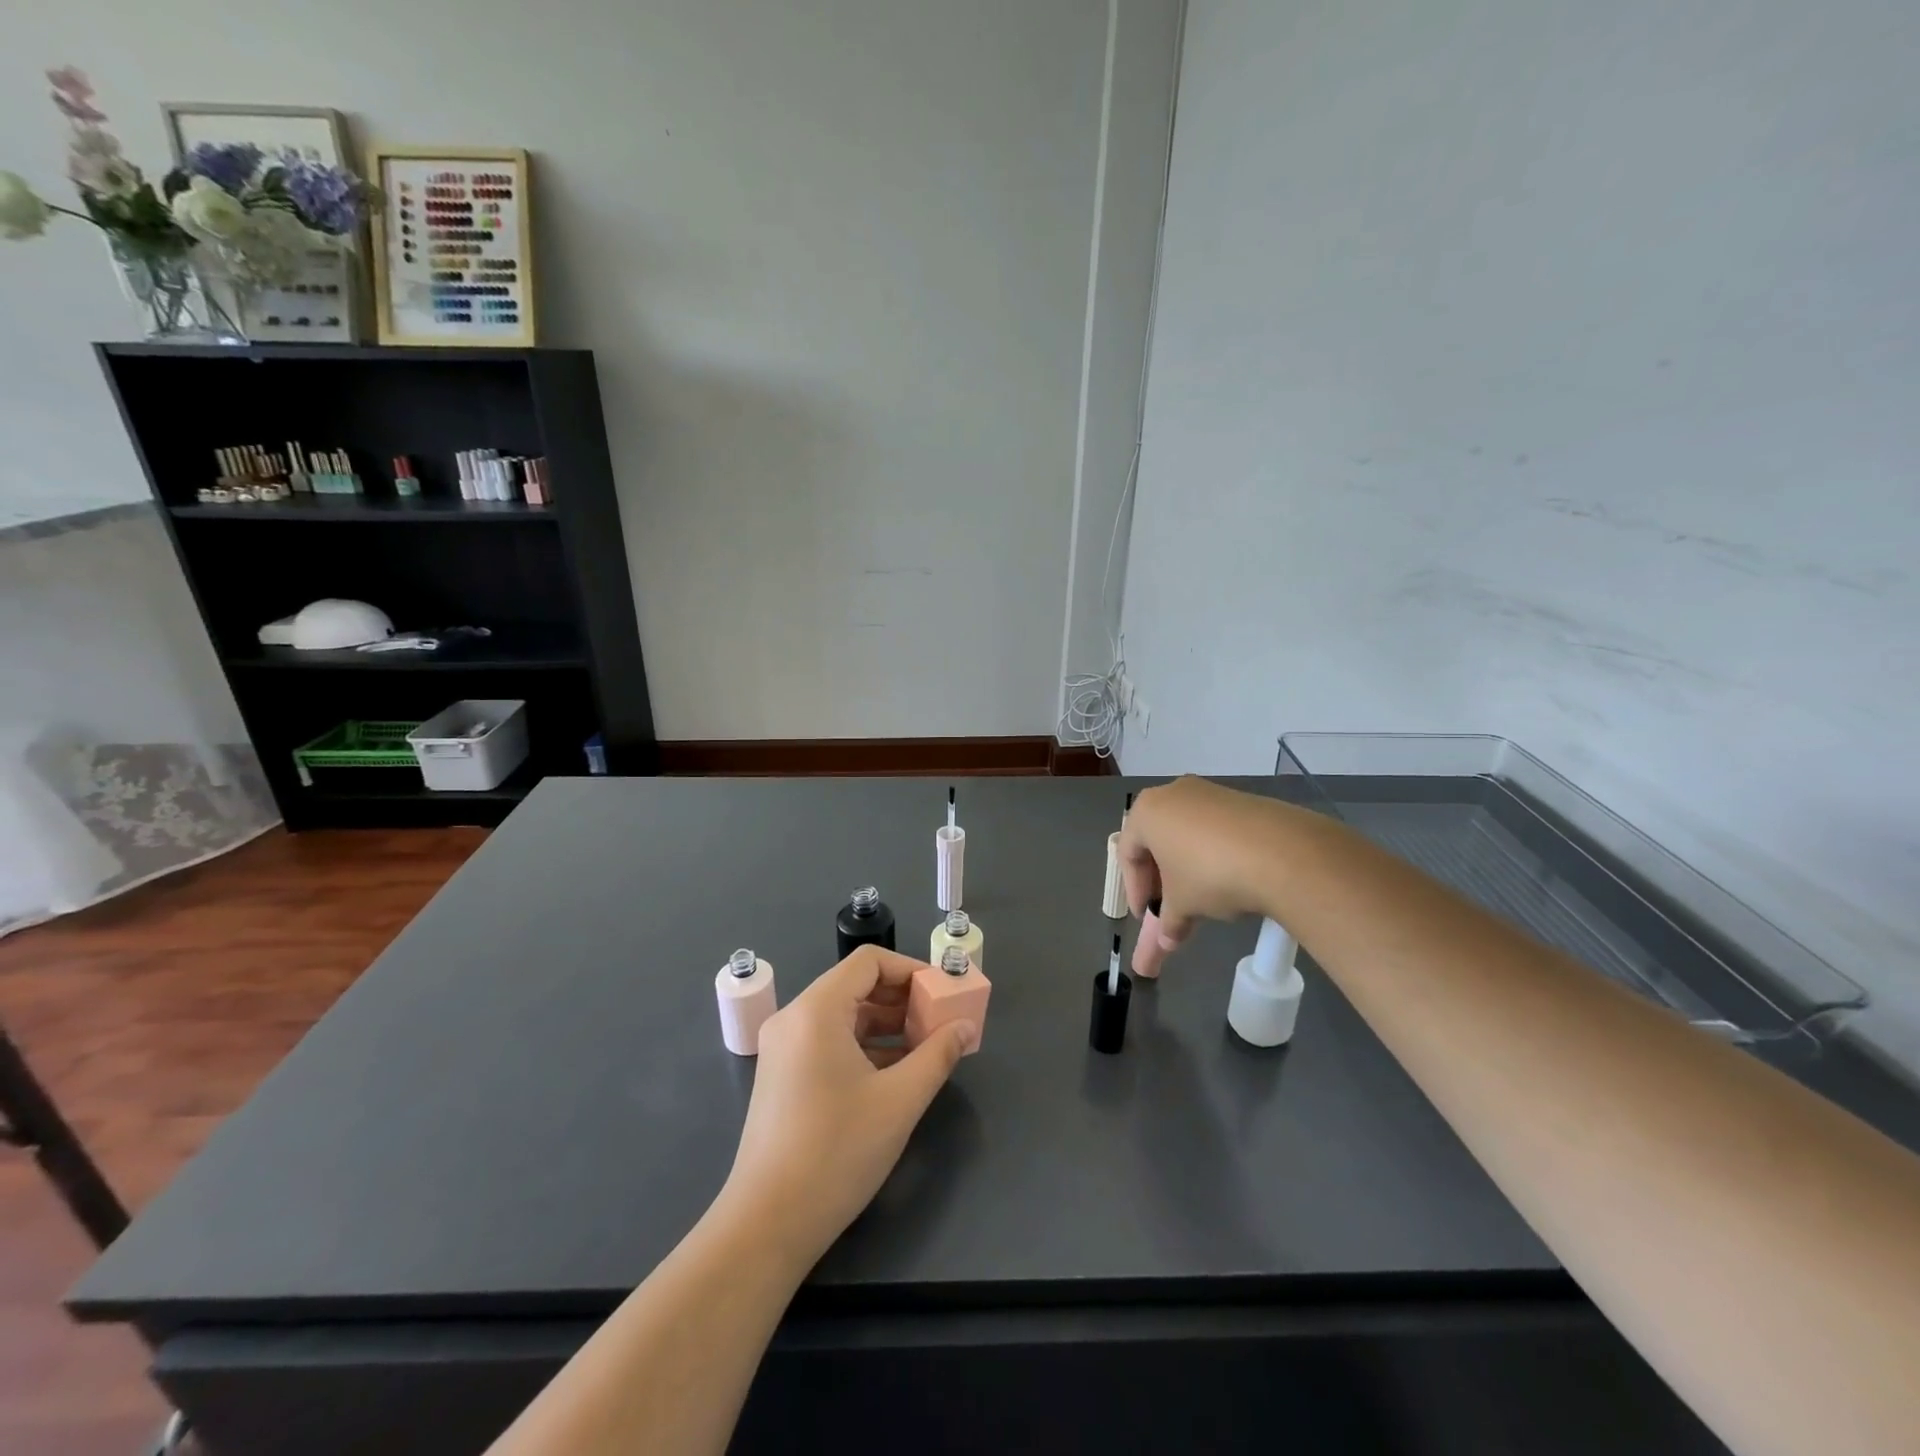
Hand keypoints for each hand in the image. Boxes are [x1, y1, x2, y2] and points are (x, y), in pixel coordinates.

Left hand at [720, 945, 974, 1269]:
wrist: (767, 1224)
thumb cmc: (836, 1152)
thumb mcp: (899, 1101)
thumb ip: (938, 1055)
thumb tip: (965, 1026)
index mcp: (817, 1011)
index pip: (869, 962)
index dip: (911, 970)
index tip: (943, 994)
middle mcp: (795, 1019)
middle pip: (856, 986)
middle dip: (903, 1000)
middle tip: (940, 1022)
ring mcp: (784, 1049)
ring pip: (844, 1016)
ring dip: (887, 1025)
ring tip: (926, 1049)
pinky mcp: (783, 1076)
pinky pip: (830, 1042)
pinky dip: (864, 1047)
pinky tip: (895, 1074)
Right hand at [1119, 776, 1295, 949]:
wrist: (1283, 854)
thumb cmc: (1210, 874)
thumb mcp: (1182, 905)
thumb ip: (1168, 922)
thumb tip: (1167, 941)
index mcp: (1146, 811)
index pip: (1128, 854)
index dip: (1135, 890)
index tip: (1146, 916)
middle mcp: (1173, 793)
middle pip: (1157, 840)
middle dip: (1161, 879)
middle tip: (1169, 909)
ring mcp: (1210, 793)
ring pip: (1187, 834)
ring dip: (1188, 868)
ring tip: (1202, 898)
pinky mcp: (1242, 800)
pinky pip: (1216, 830)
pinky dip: (1214, 855)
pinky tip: (1229, 880)